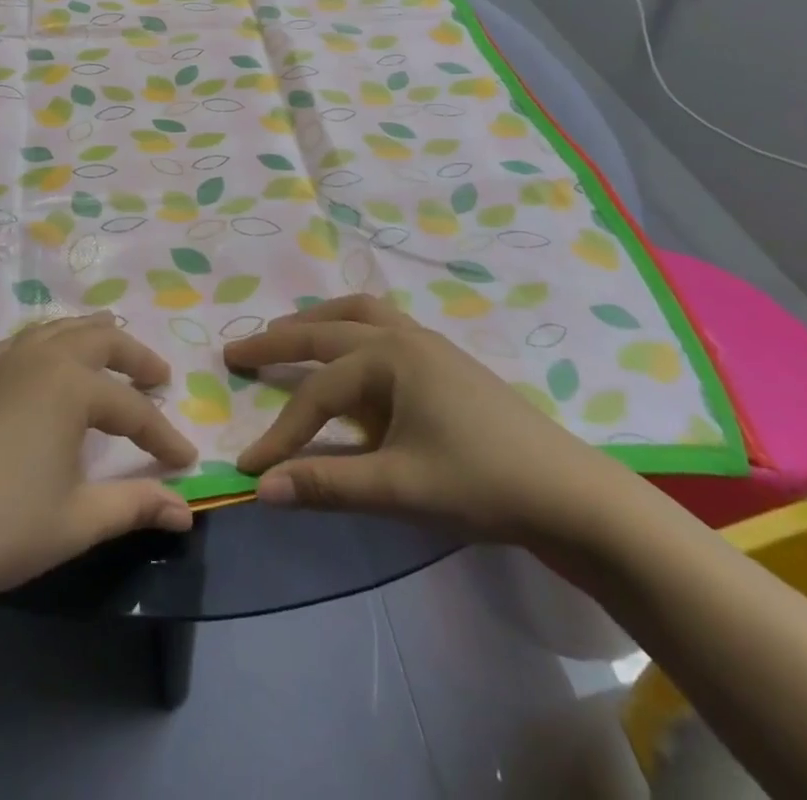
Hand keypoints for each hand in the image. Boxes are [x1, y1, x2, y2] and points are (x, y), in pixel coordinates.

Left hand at [0, 313, 195, 620]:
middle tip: (158, 377)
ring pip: (58, 329)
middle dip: (135, 356)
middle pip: (99, 339)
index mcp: (70, 386)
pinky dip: (50, 345)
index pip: (131, 409)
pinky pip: (23, 343)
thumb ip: (134, 506)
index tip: (186, 461)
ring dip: (92, 338)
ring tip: (112, 355)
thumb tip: (186, 511)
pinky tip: (47, 369)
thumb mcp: (75, 521)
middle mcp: (39, 358)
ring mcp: (1, 363)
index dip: (162, 435)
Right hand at [226, 295, 633, 550]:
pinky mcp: (443, 359)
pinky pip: (381, 324)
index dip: (280, 431)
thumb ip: (327, 484)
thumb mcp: (400, 488)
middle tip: (236, 351)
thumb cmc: (483, 483)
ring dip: (316, 321)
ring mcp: (426, 342)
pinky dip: (349, 327)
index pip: (317, 392)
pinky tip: (350, 352)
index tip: (248, 465)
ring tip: (287, 334)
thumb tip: (261, 488)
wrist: (571, 493)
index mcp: (389, 357)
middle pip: (325, 330)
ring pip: (356, 313)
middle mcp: (402, 336)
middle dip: (277, 341)